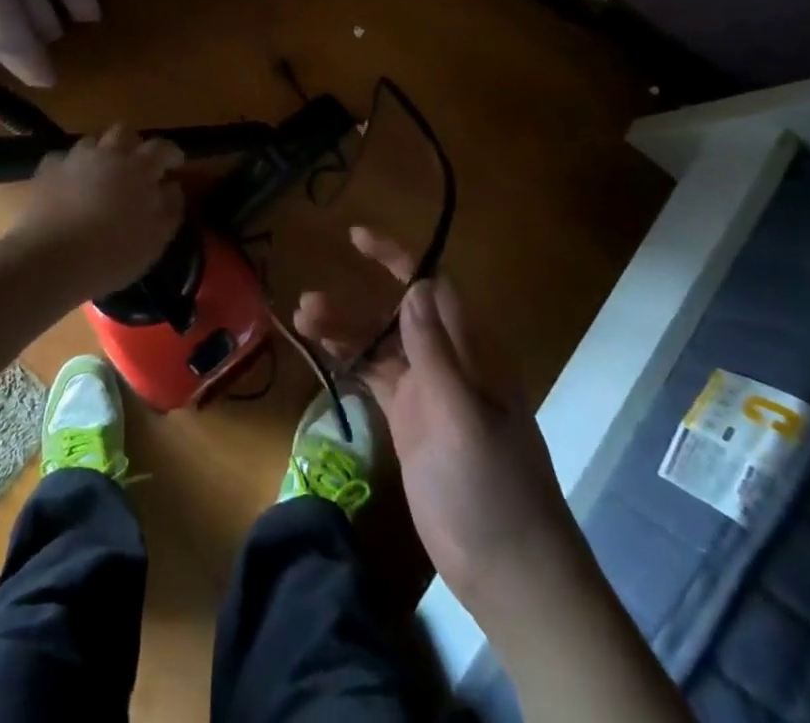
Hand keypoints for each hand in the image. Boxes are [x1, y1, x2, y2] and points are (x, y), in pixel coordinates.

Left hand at [13, 125, 185, 295]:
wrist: (50, 260)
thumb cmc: (112, 254)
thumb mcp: (155, 240)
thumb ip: (170, 209)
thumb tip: (172, 188)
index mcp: (138, 169)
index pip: (161, 148)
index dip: (172, 153)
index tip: (176, 165)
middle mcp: (107, 155)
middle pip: (124, 132)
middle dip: (134, 144)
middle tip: (137, 166)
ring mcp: (74, 159)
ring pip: (91, 141)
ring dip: (101, 153)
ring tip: (101, 176)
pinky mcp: (46, 171)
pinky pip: (61, 160)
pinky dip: (69, 169)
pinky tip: (68, 186)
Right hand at [294, 227, 574, 610]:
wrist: (508, 571)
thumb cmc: (493, 488)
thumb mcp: (464, 416)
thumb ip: (436, 352)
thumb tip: (416, 286)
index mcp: (471, 352)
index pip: (430, 288)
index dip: (396, 259)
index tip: (356, 237)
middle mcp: (447, 362)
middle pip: (396, 314)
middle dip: (355, 302)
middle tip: (308, 301)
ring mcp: (426, 393)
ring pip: (379, 345)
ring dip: (344, 330)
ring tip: (301, 323)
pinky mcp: (409, 421)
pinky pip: (374, 376)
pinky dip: (348, 360)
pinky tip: (320, 351)